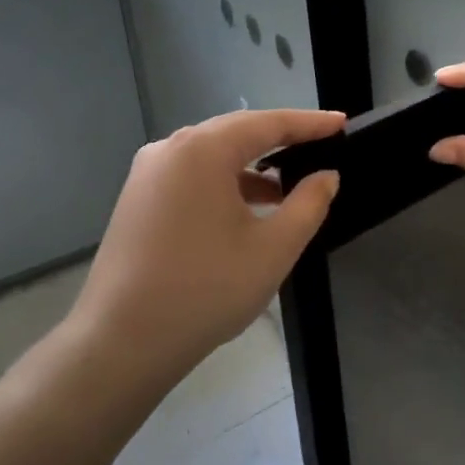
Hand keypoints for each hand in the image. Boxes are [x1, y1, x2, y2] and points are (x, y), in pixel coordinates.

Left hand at [68, 109, 342, 386]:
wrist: (122, 342)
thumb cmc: (206, 290)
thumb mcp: (273, 248)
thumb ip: (308, 204)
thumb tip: (325, 176)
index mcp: (202, 150)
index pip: (267, 123)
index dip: (309, 123)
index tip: (342, 122)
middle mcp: (169, 150)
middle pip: (235, 133)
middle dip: (280, 140)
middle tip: (320, 147)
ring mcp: (147, 175)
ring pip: (211, 157)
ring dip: (252, 167)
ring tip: (289, 189)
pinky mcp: (137, 200)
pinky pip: (190, 177)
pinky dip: (224, 184)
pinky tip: (246, 211)